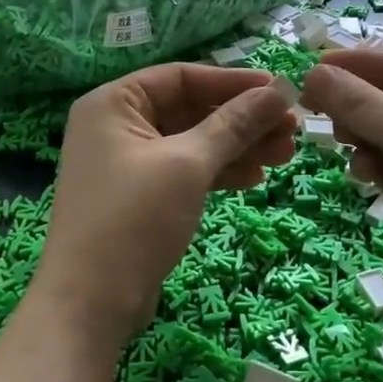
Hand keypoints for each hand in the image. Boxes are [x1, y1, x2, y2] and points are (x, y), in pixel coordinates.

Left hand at [39, 64, 297, 346]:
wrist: (90, 304)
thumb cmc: (134, 219)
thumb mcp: (188, 164)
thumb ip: (234, 124)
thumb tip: (279, 91)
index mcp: (114, 103)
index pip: (181, 76)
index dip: (233, 82)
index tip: (280, 91)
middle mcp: (116, 126)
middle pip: (190, 110)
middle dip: (242, 120)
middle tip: (292, 129)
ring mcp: (127, 164)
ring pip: (193, 143)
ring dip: (238, 147)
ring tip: (286, 155)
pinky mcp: (140, 197)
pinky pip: (185, 171)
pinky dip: (218, 172)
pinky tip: (256, 179)